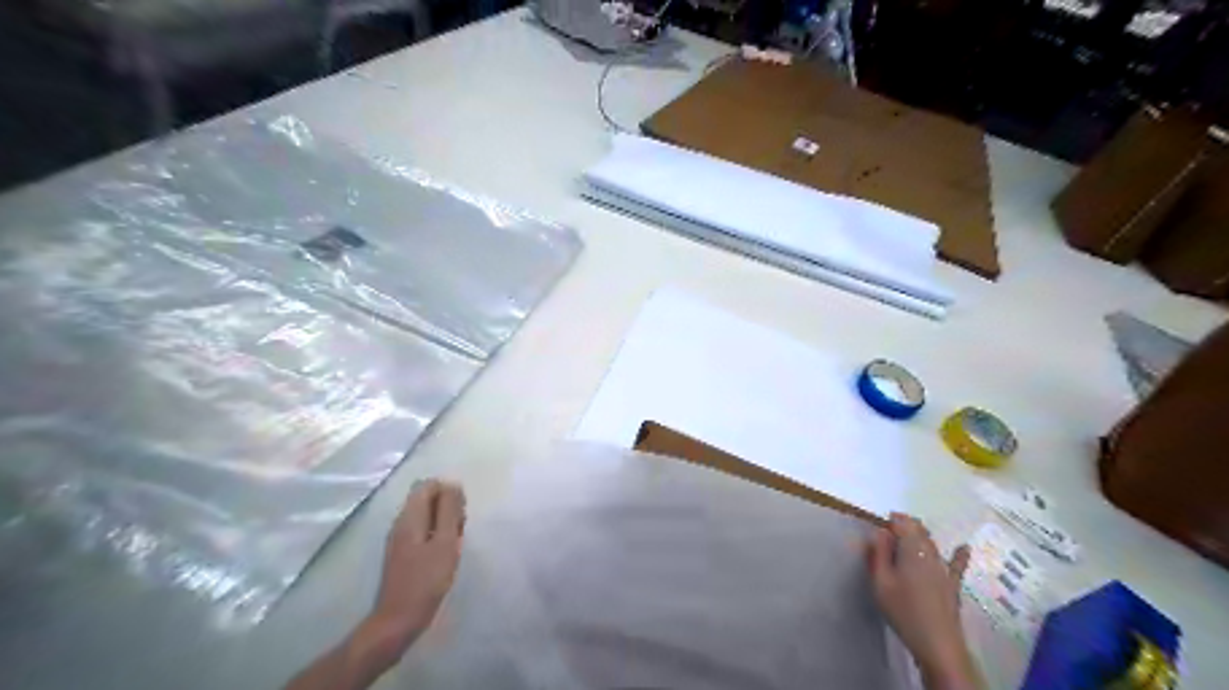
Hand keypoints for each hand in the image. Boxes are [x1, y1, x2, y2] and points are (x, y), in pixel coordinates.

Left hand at [362, 479, 469, 661]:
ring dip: (444, 523)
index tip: (461, 512)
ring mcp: (400, 540)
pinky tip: (445, 555)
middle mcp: (401, 523)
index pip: (428, 485)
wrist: (398, 621)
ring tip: (455, 544)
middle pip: (427, 499)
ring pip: (426, 516)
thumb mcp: (445, 543)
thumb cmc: (426, 581)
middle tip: (460, 530)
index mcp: (409, 517)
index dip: (448, 492)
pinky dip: (437, 536)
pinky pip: (423, 532)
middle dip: (448, 507)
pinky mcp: (403, 554)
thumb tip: (453, 485)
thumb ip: (449, 512)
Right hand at [862, 512, 981, 689]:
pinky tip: (965, 548)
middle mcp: (930, 554)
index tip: (882, 521)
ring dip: (921, 536)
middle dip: (906, 525)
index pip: (904, 524)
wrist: (937, 643)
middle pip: (919, 531)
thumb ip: (878, 554)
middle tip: (892, 528)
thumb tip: (879, 531)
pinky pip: (957, 564)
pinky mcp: (953, 584)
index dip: (893, 519)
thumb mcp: (880, 582)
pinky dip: (959, 555)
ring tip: (910, 534)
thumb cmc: (903, 610)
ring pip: (933, 544)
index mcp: (911, 550)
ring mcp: (944, 569)